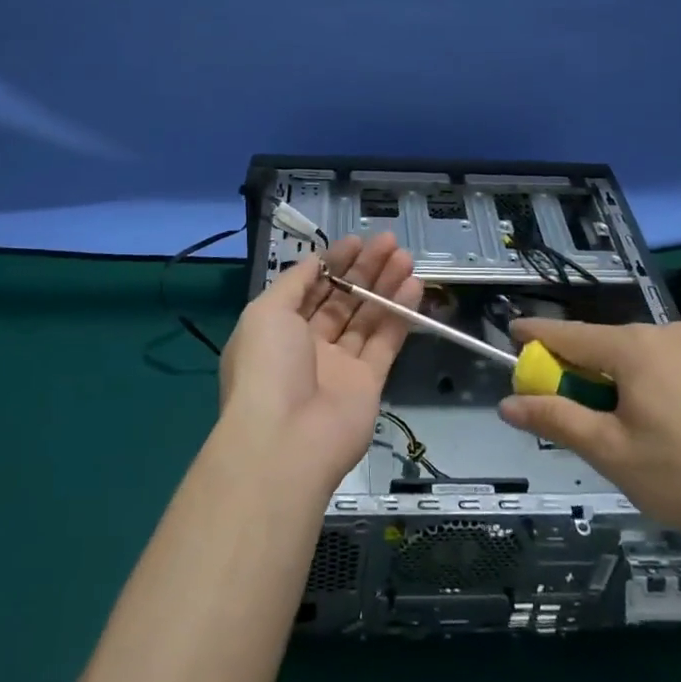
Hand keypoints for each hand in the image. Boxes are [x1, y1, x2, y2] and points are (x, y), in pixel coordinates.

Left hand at [217, 232, 420, 494]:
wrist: (285, 441)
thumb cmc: (267, 367)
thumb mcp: (266, 311)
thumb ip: (295, 282)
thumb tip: (316, 261)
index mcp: (278, 328)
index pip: (311, 287)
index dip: (334, 262)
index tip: (358, 240)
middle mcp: (309, 344)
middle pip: (342, 299)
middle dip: (365, 269)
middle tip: (390, 242)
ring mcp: (340, 365)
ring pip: (367, 317)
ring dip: (386, 286)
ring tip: (406, 257)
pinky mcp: (369, 383)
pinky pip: (386, 341)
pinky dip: (400, 314)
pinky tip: (414, 286)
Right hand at [498, 318, 680, 564]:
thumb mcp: (611, 454)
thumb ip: (556, 419)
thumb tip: (507, 403)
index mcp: (635, 348)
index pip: (571, 334)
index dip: (538, 334)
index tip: (514, 332)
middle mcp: (673, 334)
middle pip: (614, 346)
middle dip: (590, 369)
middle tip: (583, 407)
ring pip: (656, 357)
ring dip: (636, 379)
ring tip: (645, 428)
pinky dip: (678, 387)